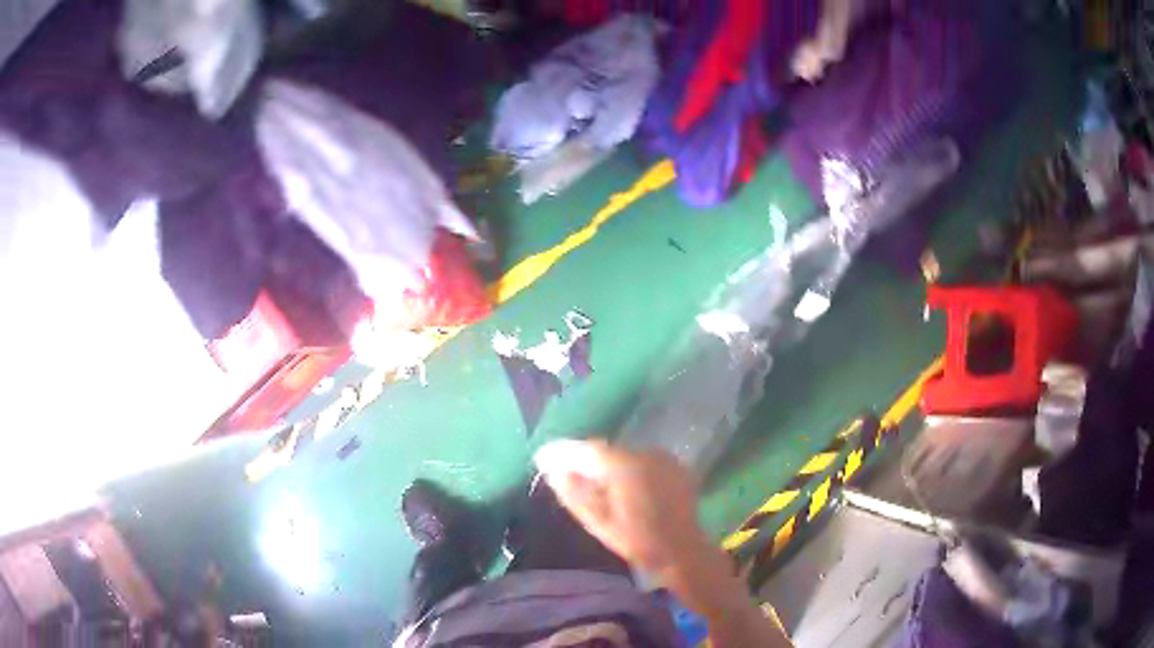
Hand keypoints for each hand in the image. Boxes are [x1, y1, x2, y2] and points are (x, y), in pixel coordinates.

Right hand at [533, 439, 711, 578]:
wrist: (681, 550)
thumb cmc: (637, 540)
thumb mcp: (598, 521)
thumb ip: (574, 492)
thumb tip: (553, 470)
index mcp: (625, 465)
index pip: (587, 449)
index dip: (565, 453)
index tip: (545, 458)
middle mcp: (645, 453)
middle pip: (606, 451)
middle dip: (586, 460)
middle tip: (568, 473)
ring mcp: (663, 458)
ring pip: (625, 455)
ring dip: (609, 465)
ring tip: (596, 483)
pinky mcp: (674, 466)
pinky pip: (643, 461)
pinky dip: (629, 469)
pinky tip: (625, 487)